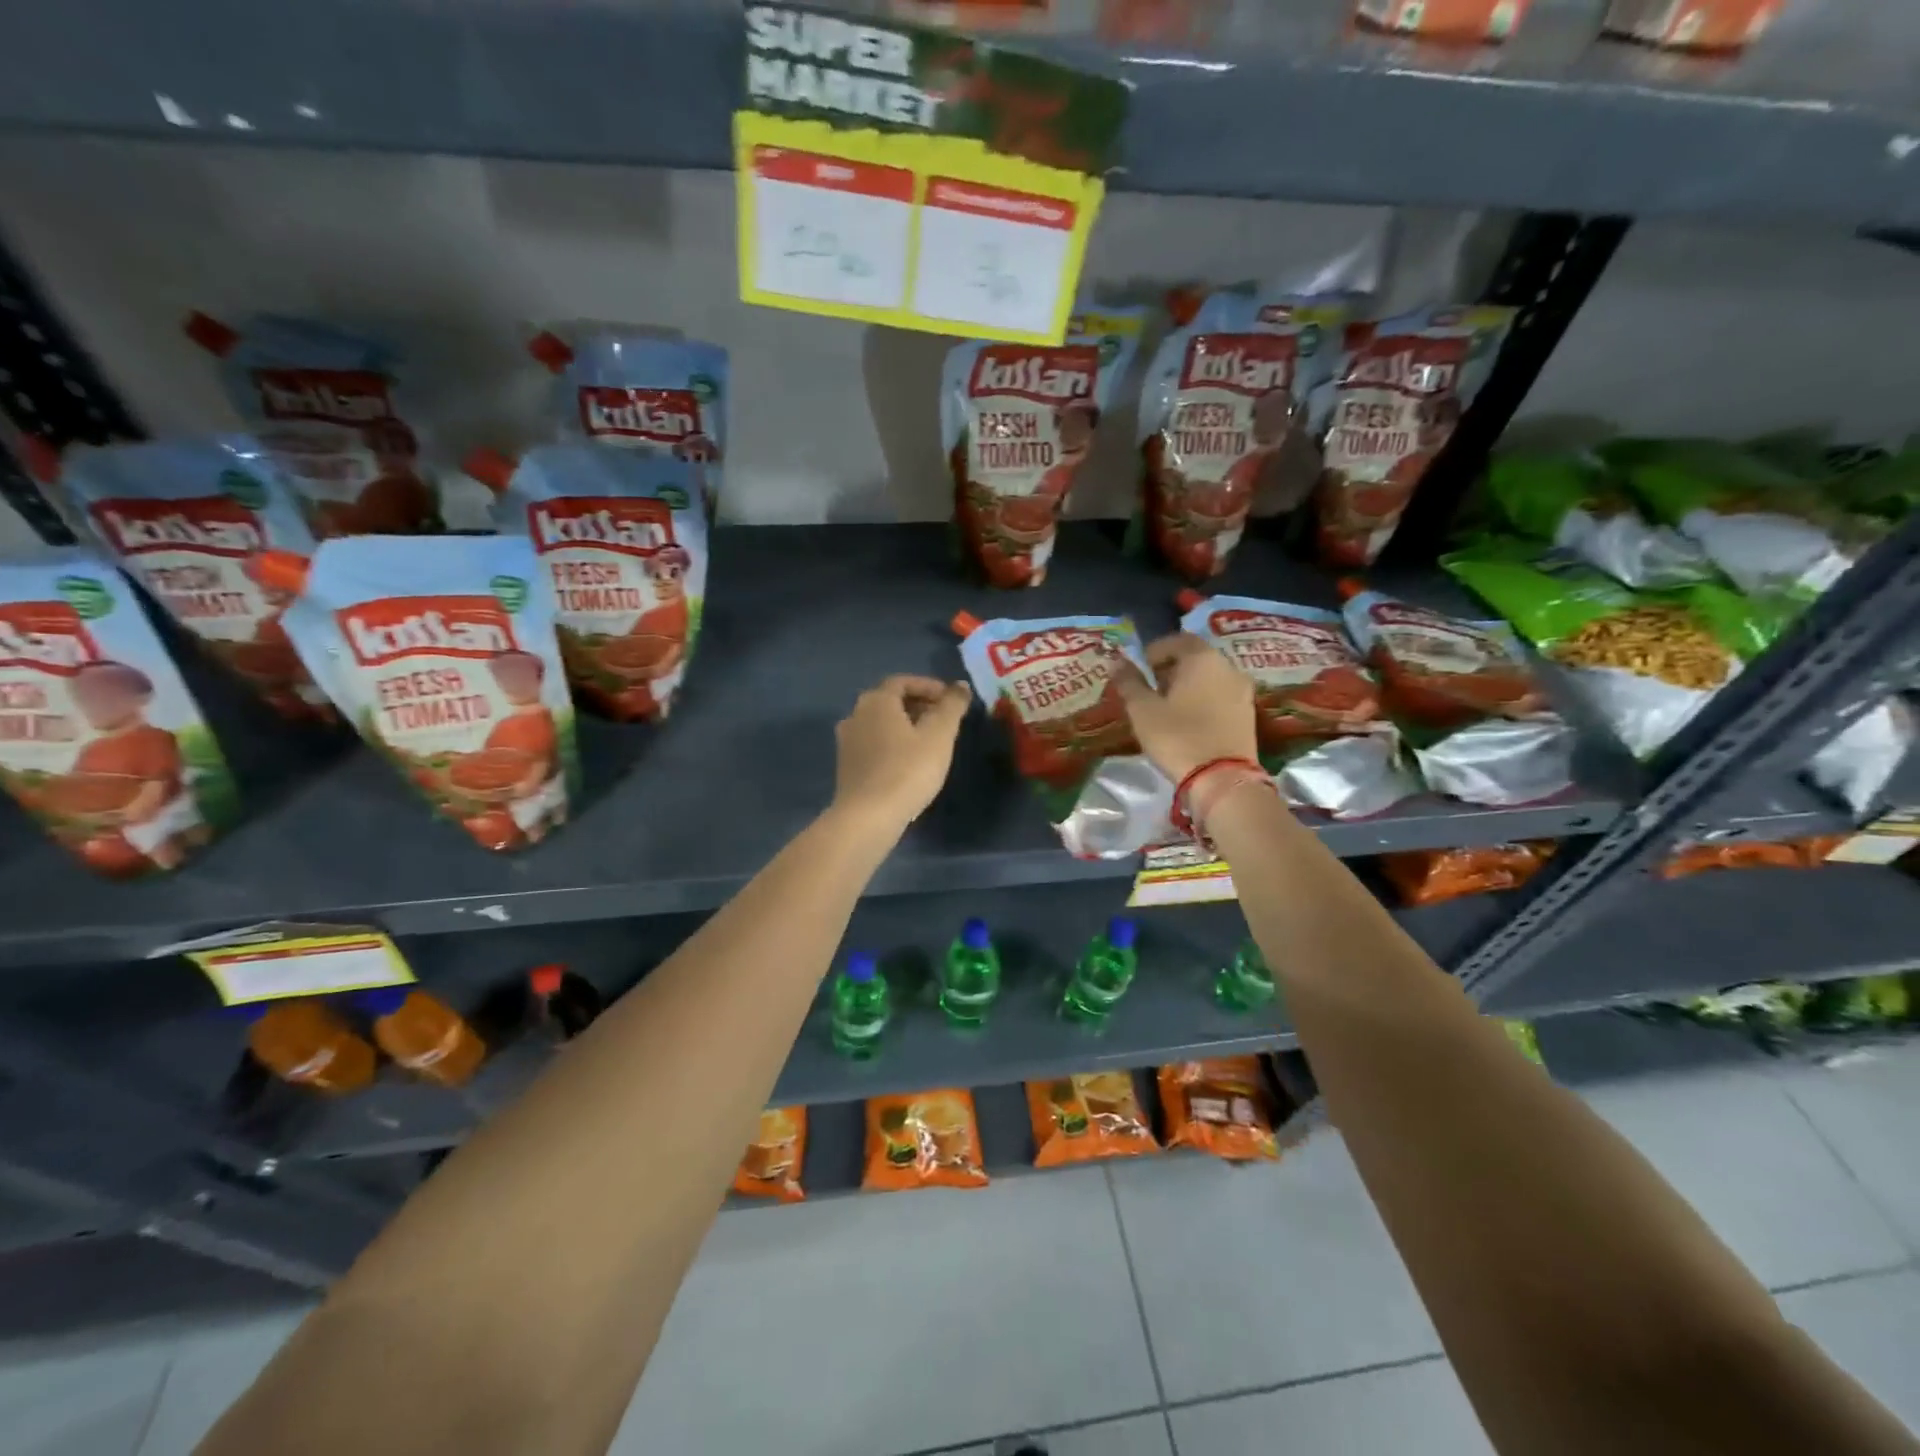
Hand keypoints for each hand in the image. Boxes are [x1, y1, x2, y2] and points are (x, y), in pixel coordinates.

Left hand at [832, 674, 970, 830]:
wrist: (868, 817)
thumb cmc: (907, 770)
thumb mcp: (939, 735)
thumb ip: (952, 706)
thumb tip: (961, 685)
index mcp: (876, 701)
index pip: (903, 681)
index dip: (929, 686)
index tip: (951, 700)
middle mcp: (855, 715)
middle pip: (890, 701)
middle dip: (918, 705)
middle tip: (944, 720)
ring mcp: (847, 742)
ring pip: (881, 724)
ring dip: (906, 726)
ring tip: (931, 742)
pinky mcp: (847, 766)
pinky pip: (874, 744)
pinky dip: (893, 744)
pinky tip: (910, 763)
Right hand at [1115, 633, 1256, 782]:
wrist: (1222, 780)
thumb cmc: (1177, 737)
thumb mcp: (1142, 710)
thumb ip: (1129, 682)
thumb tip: (1117, 661)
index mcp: (1202, 657)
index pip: (1177, 639)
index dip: (1154, 651)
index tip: (1139, 670)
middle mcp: (1227, 666)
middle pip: (1195, 657)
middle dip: (1171, 668)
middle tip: (1150, 689)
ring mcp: (1242, 691)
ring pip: (1209, 677)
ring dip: (1188, 686)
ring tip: (1167, 708)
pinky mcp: (1248, 714)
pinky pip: (1220, 696)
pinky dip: (1203, 700)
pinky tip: (1188, 722)